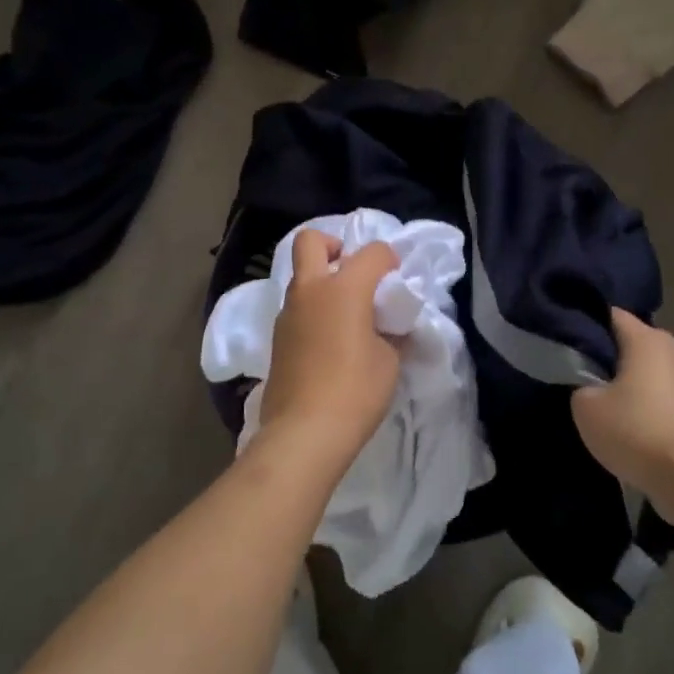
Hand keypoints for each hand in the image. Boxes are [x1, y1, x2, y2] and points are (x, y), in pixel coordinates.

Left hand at [253, 230, 402, 478]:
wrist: (304, 432)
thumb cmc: (356, 391)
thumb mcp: (389, 361)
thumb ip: (389, 334)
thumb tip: (386, 329)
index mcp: (344, 288)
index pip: (371, 253)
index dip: (389, 259)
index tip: (396, 278)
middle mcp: (310, 291)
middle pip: (311, 241)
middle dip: (334, 246)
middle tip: (353, 273)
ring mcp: (288, 314)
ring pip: (301, 278)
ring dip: (322, 283)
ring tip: (346, 316)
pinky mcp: (277, 338)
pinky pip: (297, 309)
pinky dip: (313, 311)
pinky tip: (330, 341)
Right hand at [572, 309, 673, 498]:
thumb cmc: (635, 430)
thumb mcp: (585, 406)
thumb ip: (579, 383)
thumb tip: (588, 383)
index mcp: (647, 339)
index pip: (609, 314)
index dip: (583, 322)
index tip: (561, 337)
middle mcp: (671, 351)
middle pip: (628, 342)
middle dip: (603, 354)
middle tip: (573, 370)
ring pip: (643, 370)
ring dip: (622, 381)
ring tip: (596, 399)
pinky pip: (656, 394)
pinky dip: (640, 402)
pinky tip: (622, 421)